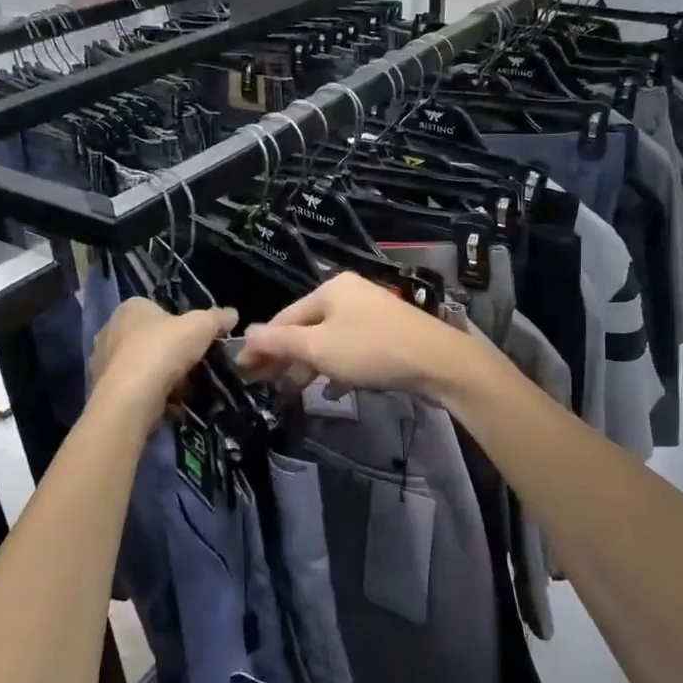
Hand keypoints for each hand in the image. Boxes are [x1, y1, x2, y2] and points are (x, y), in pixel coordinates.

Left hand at [89, 300, 237, 424]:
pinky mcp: (105, 389)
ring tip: (184, 389)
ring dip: (162, 376)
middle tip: (193, 365)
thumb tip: (232, 314)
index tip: (197, 341)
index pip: (158, 309)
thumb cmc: (163, 350)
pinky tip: (169, 405)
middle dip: (171, 352)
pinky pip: (136, 388)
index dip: (180, 324)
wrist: (131, 399)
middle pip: (150, 338)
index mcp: (131, 308)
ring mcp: (103, 361)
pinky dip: (152, 395)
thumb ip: (218, 318)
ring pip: (143, 365)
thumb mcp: (201, 326)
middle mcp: (111, 329)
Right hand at [238, 273, 477, 401]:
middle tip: (268, 387)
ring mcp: (371, 314)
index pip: (284, 317)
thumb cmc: (372, 350)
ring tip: (297, 393)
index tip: (243, 371)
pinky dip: (339, 369)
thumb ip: (280, 342)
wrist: (439, 362)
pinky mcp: (389, 335)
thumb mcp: (318, 348)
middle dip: (287, 359)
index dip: (262, 346)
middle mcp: (349, 295)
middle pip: (306, 329)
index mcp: (329, 289)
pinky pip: (352, 351)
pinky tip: (335, 392)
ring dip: (311, 367)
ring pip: (329, 342)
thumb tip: (246, 333)